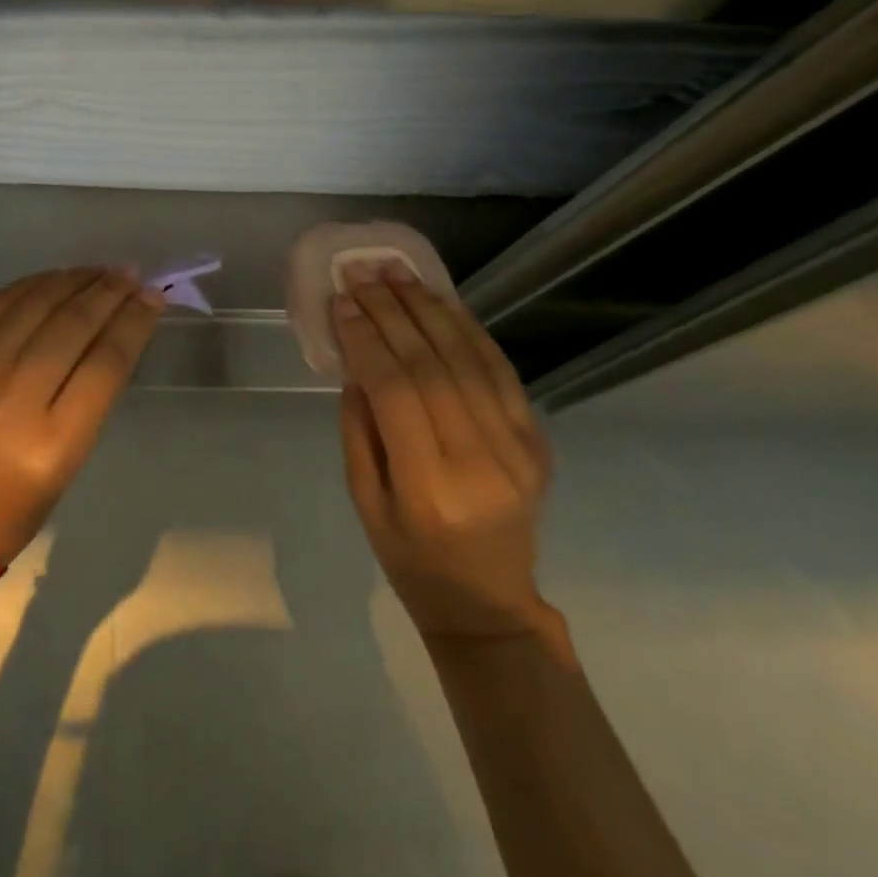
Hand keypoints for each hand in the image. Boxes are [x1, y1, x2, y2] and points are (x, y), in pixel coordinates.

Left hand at [0, 267, 164, 561]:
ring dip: (73, 280)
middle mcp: (7, 407)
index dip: (134, 321)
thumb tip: (120, 321)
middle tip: (130, 274)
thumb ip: (94, 388)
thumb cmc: (18, 503)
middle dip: (108, 293)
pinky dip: (31, 286)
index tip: (153, 296)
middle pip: (71, 327)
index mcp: (51, 447)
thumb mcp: (71, 456)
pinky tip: (55, 279)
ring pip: (33, 306)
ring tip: (98, 271)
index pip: (105, 363)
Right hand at [334, 260, 555, 639]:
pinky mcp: (536, 440)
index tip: (342, 302)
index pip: (395, 392)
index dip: (366, 339)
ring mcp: (516, 449)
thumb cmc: (410, 559)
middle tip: (363, 273)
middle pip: (431, 365)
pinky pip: (501, 371)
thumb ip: (359, 428)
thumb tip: (356, 361)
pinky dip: (470, 330)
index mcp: (428, 487)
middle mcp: (479, 462)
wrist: (489, 602)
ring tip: (397, 274)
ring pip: (469, 359)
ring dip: (429, 309)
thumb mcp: (364, 501)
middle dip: (392, 312)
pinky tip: (442, 302)